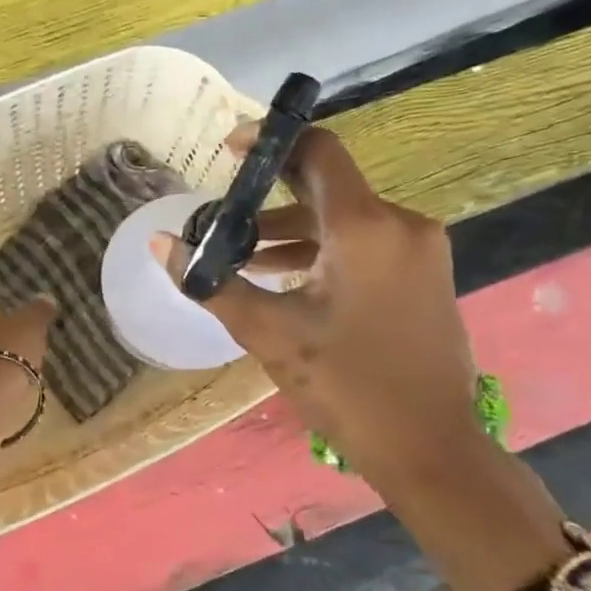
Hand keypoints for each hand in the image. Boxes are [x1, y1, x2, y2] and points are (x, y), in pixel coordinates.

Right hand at [151, 123, 488, 483]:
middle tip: (225, 214)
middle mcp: (400, 224)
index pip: (318, 151)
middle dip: (272, 195)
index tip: (228, 154)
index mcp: (365, 227)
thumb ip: (211, 282)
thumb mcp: (268, 332)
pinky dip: (323, 250)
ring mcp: (419, 251)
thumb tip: (159, 244)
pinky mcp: (425, 276)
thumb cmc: (346, 385)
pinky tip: (287, 280)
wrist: (430, 448)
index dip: (271, 141)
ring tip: (246, 258)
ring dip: (294, 230)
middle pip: (328, 185)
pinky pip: (366, 243)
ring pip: (345, 218)